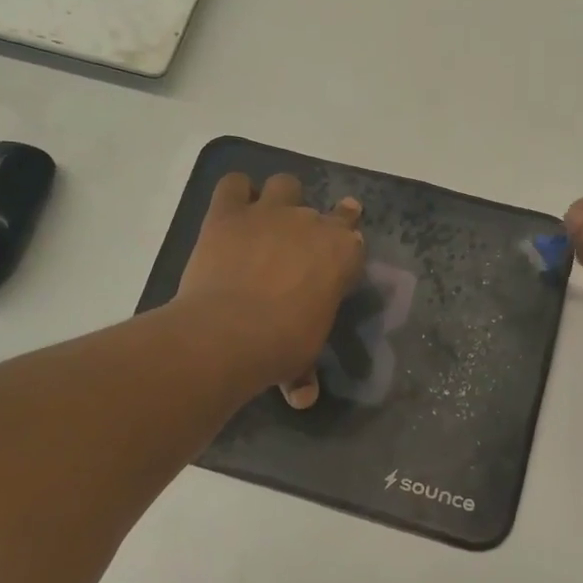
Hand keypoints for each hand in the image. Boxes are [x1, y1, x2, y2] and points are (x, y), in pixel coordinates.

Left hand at [177, 173, 365, 408]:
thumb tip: (302, 398)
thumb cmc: (281, 346)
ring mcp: (269, 213)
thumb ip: (304, 372)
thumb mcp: (302, 360)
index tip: (337, 259)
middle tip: (299, 248)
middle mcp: (312, 224)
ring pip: (285, 184)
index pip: (354, 239)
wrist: (229, 332)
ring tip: (267, 220)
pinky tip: (232, 209)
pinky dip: (235, 193)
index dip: (345, 247)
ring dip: (280, 198)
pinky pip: (234, 184)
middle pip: (326, 211)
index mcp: (342, 255)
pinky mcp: (228, 213)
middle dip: (316, 226)